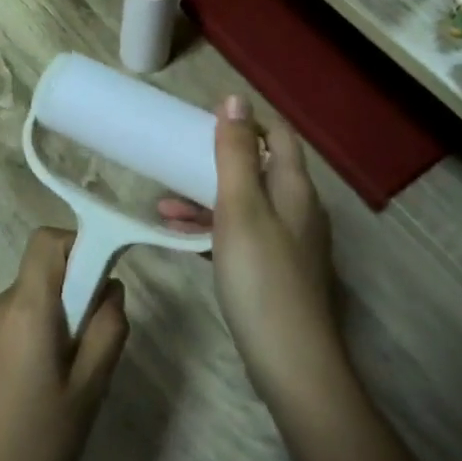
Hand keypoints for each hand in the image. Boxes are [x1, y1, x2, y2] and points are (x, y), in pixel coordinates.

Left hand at [0, 228, 128, 460]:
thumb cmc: (38, 444)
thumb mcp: (90, 389)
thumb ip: (107, 329)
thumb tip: (110, 288)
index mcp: (25, 309)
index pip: (46, 242)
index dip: (77, 246)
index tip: (99, 278)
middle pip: (40, 274)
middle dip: (71, 295)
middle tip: (89, 346)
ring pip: (26, 300)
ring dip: (51, 319)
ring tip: (64, 376)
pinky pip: (9, 322)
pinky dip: (30, 334)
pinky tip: (36, 386)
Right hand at [159, 96, 339, 406]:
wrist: (290, 361)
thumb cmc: (261, 276)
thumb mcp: (241, 208)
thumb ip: (236, 154)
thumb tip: (235, 99)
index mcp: (294, 188)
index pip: (278, 135)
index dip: (246, 122)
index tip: (204, 122)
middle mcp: (298, 210)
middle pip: (259, 169)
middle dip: (217, 161)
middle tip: (177, 160)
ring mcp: (288, 243)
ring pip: (246, 205)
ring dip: (207, 198)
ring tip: (163, 203)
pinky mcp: (275, 272)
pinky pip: (242, 235)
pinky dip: (213, 229)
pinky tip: (180, 236)